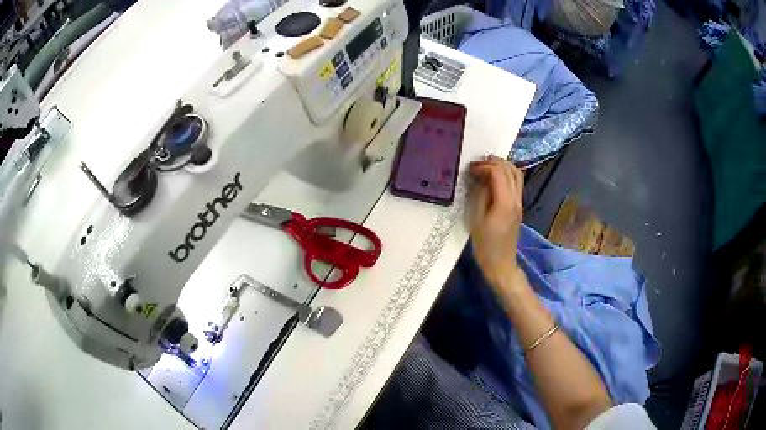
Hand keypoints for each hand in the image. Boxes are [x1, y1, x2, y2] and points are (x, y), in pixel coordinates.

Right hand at [469, 155, 524, 289]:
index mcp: (505, 202)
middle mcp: (516, 199)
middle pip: (510, 170)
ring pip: (517, 174)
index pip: (498, 173)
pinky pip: (516, 183)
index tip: (471, 170)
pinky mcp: (518, 207)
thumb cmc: (485, 245)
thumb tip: (479, 177)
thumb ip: (480, 195)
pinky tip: (494, 179)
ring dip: (503, 166)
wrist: (501, 264)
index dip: (484, 166)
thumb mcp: (476, 219)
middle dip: (494, 162)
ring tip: (487, 167)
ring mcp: (519, 203)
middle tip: (478, 163)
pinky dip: (506, 175)